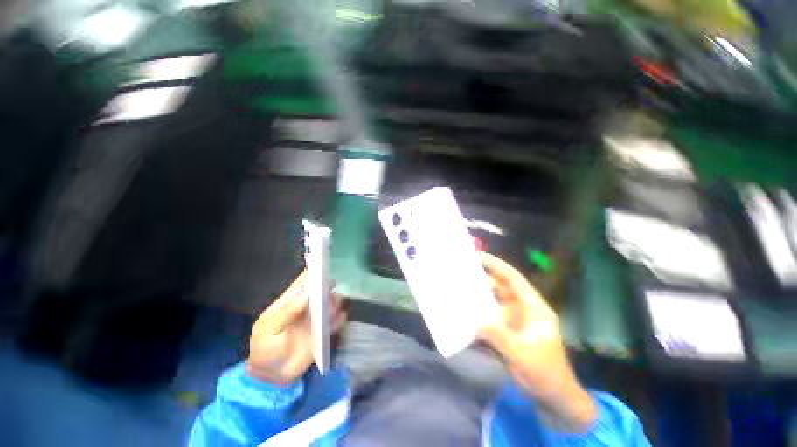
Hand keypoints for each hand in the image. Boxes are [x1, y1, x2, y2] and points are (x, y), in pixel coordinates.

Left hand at [247, 271, 346, 384]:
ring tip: (336, 304)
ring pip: (328, 305)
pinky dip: (339, 318)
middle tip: (332, 287)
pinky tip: (341, 317)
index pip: (300, 285)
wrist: (272, 377)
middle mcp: (304, 309)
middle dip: (326, 287)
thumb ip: (287, 313)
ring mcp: (314, 320)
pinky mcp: (321, 333)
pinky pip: (333, 322)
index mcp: (288, 304)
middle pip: (318, 292)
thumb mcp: (269, 330)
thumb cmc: (265, 350)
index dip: (310, 274)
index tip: (322, 264)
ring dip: (334, 302)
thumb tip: (306, 294)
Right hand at [478, 253, 595, 431]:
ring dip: (479, 294)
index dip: (497, 265)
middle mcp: (523, 309)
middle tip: (462, 271)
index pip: (514, 279)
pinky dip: (479, 311)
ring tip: (459, 288)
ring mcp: (515, 319)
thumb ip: (498, 336)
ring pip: (494, 300)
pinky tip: (466, 311)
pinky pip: (490, 314)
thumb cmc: (544, 374)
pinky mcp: (507, 329)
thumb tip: (475, 318)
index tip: (479, 256)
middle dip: (483, 278)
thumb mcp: (522, 355)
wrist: (553, 397)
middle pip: (502, 287)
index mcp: (534, 308)